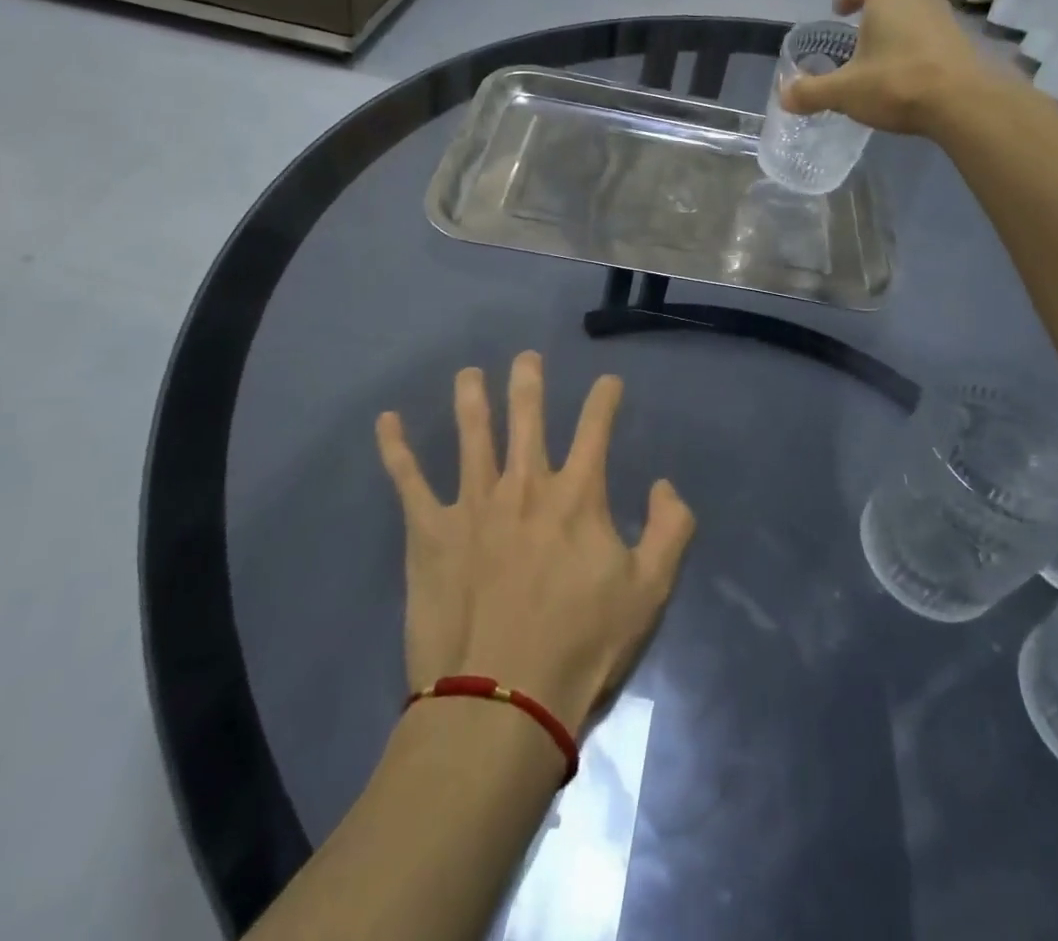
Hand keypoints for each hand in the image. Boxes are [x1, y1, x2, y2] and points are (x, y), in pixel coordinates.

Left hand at [376, 352, 696, 733]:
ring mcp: (473, 503)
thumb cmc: (583, 647)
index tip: (609, 382)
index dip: (605, 399)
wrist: (504, 700)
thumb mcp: (651, 591)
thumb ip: (671, 529)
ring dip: (471, 398)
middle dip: (528, 381)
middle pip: (527, 416)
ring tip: (468, 374)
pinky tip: (386, 421)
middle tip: (526, 358)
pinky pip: (408, 480)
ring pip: (471, 434)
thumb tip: (665, 485)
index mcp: (577, 495)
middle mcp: (524, 484)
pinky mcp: (430, 532)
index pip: (596, 428)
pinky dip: (396, 448)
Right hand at [779, 0, 983, 135]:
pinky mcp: (965, 43)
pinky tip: (912, 76)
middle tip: (860, 36)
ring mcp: (947, 20)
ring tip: (885, 58)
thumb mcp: (845, 92)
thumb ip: (812, 92)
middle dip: (877, 13)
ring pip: (917, 16)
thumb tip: (784, 96)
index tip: (840, 10)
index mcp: (887, 1)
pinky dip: (920, 50)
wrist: (964, 102)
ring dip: (901, 31)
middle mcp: (919, 0)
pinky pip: (935, 38)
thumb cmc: (897, 84)